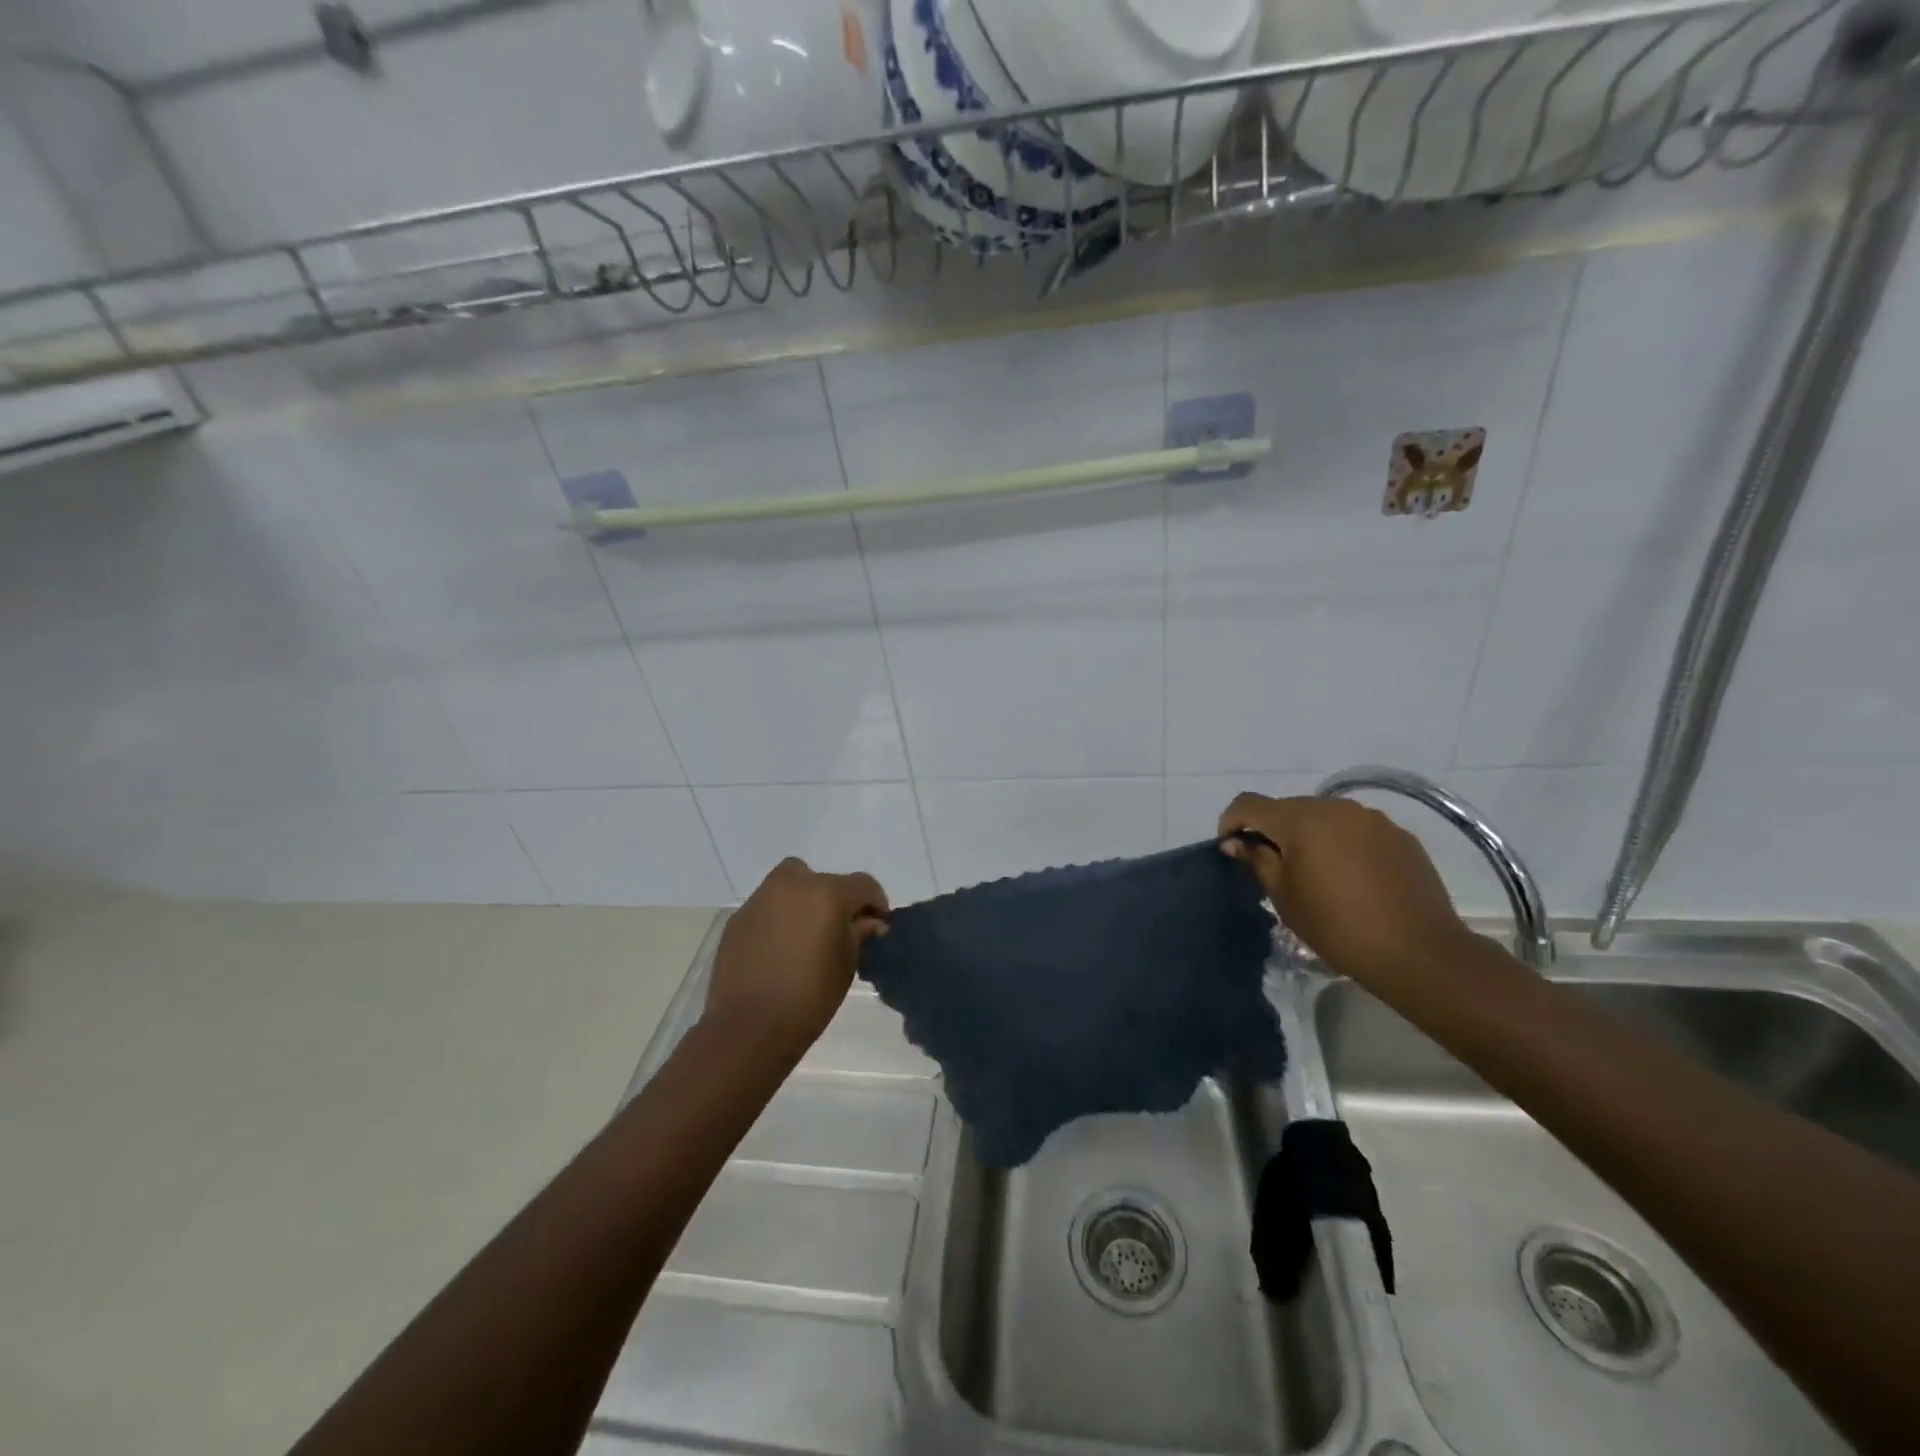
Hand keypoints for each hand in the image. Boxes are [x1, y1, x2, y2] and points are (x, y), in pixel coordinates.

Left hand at [701, 858, 889, 1059]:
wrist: (748, 1028)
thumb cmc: (810, 997)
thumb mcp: (847, 964)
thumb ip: (859, 932)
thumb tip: (870, 921)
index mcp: (827, 893)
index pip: (863, 885)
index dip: (875, 903)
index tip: (877, 925)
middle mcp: (793, 884)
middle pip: (824, 880)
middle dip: (836, 899)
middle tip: (838, 929)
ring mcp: (761, 899)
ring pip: (792, 885)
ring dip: (804, 902)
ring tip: (806, 936)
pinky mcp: (738, 918)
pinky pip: (768, 907)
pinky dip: (779, 918)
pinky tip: (780, 949)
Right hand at [1219, 793, 1476, 988]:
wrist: (1418, 952)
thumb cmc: (1337, 926)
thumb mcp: (1284, 896)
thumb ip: (1257, 860)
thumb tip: (1235, 841)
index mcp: (1301, 819)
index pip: (1249, 803)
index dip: (1232, 822)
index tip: (1232, 850)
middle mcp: (1336, 807)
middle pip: (1288, 808)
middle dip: (1273, 831)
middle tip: (1273, 868)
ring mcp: (1372, 819)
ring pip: (1324, 818)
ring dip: (1309, 837)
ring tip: (1316, 875)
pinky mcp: (1400, 836)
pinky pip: (1356, 831)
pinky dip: (1342, 845)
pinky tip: (1352, 879)